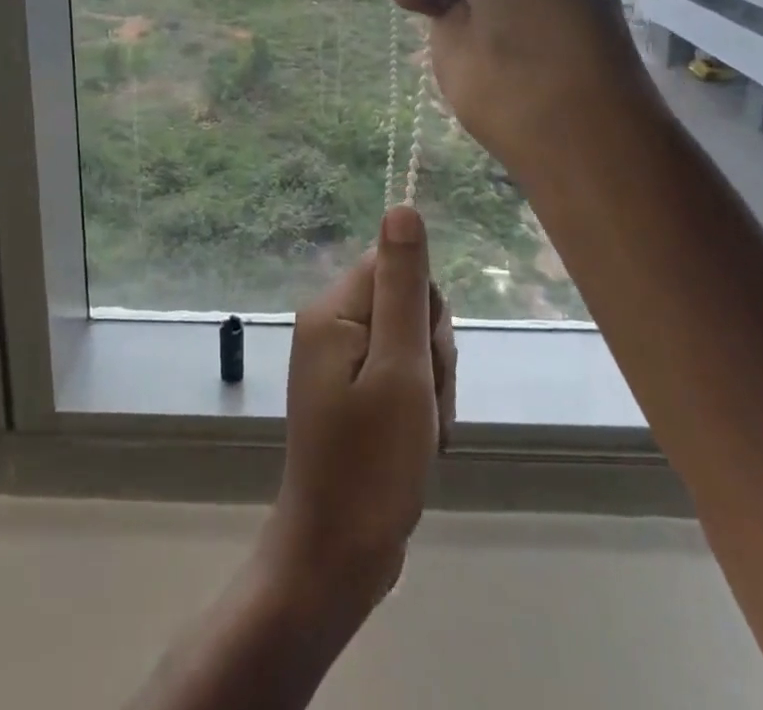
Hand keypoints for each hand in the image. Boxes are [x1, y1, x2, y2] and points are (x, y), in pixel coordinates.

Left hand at [261, 206, 456, 621]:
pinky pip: (401, 376)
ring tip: (421, 433)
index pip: (396, 267)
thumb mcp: (400, 369)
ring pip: (412, 344)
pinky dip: (419, 407)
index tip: (424, 359)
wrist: (337, 556)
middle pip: (406, 305)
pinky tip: (418, 443)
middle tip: (423, 406)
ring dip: (430, 387)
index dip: (424, 310)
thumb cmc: (372, 463)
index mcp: (333, 311)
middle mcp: (331, 326)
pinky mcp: (352, 393)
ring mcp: (340, 362)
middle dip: (431, 354)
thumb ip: (403, 286)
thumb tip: (402, 206)